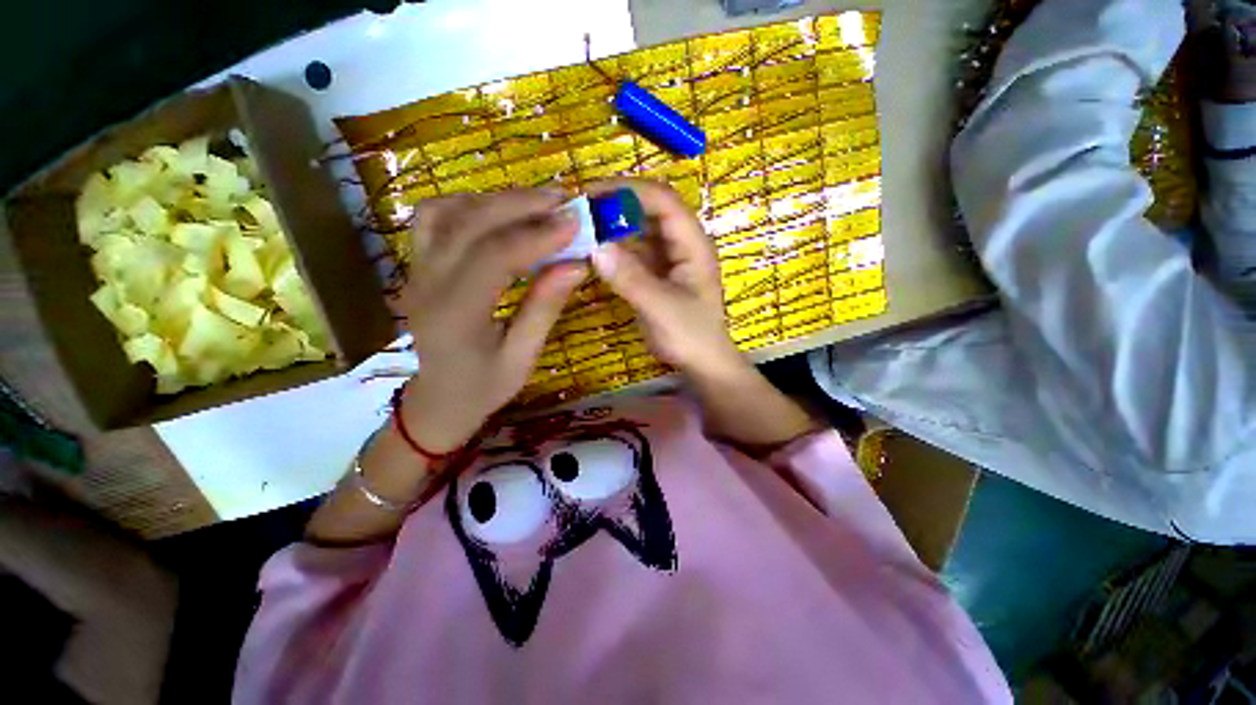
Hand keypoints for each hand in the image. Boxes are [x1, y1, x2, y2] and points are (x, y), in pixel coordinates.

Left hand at [391, 189, 584, 452]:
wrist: (438, 400)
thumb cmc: (484, 387)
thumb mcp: (523, 357)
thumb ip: (545, 308)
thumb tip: (576, 264)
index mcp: (455, 316)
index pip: (494, 257)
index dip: (537, 235)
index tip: (575, 222)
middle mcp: (426, 284)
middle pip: (468, 223)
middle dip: (520, 204)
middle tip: (563, 200)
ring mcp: (415, 271)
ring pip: (445, 212)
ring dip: (493, 200)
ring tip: (535, 204)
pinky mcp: (418, 266)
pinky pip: (435, 219)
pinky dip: (469, 206)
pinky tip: (500, 214)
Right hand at [589, 179, 818, 450]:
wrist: (701, 362)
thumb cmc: (691, 336)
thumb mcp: (662, 308)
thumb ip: (631, 279)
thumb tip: (595, 247)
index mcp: (693, 244)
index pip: (663, 200)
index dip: (629, 191)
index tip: (592, 195)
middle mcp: (680, 243)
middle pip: (647, 210)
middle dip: (614, 205)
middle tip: (578, 211)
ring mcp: (667, 258)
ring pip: (637, 230)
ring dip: (610, 227)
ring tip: (579, 228)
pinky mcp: (654, 272)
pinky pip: (631, 252)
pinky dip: (612, 249)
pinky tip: (591, 252)